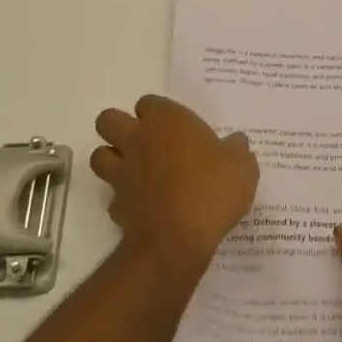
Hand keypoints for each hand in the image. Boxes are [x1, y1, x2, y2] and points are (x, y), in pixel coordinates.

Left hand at [90, 96, 258, 272]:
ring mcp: (122, 173)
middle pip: (108, 120)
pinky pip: (113, 196)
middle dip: (119, 127)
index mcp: (167, 121)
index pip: (149, 102)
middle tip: (144, 142)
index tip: (174, 127)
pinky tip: (142, 207)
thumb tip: (236, 142)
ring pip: (99, 155)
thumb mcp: (242, 167)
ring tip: (136, 171)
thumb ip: (237, 150)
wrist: (178, 240)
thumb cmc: (212, 191)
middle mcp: (138, 140)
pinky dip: (123, 200)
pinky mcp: (116, 205)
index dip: (158, 113)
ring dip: (112, 160)